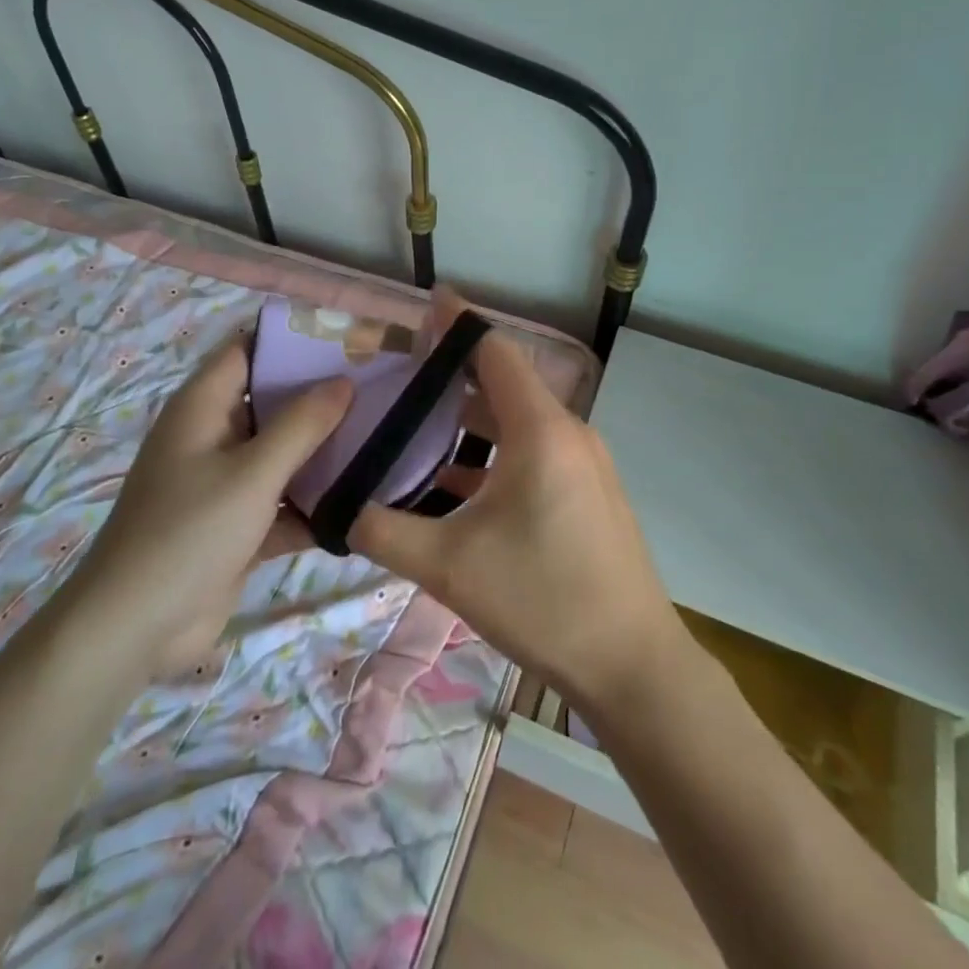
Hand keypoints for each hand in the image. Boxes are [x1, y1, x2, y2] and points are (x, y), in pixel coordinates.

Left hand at [63, 341, 352, 675]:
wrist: (136, 628)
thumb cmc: (190, 531)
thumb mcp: (253, 472)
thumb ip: (302, 425)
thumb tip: (343, 382)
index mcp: (204, 407)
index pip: (247, 351)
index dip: (290, 340)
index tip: (344, 340)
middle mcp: (214, 437)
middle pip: (272, 401)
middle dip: (319, 396)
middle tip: (377, 387)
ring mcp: (225, 483)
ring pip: (282, 453)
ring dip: (322, 451)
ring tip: (381, 435)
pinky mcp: (238, 525)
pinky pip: (283, 500)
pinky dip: (313, 502)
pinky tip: (363, 501)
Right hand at [349, 291, 688, 715]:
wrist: (633, 664)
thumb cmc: (542, 601)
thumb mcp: (449, 565)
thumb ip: (383, 530)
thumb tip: (335, 508)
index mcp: (540, 430)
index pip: (494, 351)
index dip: (457, 324)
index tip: (424, 303)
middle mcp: (567, 432)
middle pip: (503, 383)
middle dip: (453, 373)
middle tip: (401, 372)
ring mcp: (584, 462)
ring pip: (517, 421)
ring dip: (471, 418)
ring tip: (418, 422)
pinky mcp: (588, 491)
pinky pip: (533, 451)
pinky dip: (493, 452)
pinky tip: (455, 482)